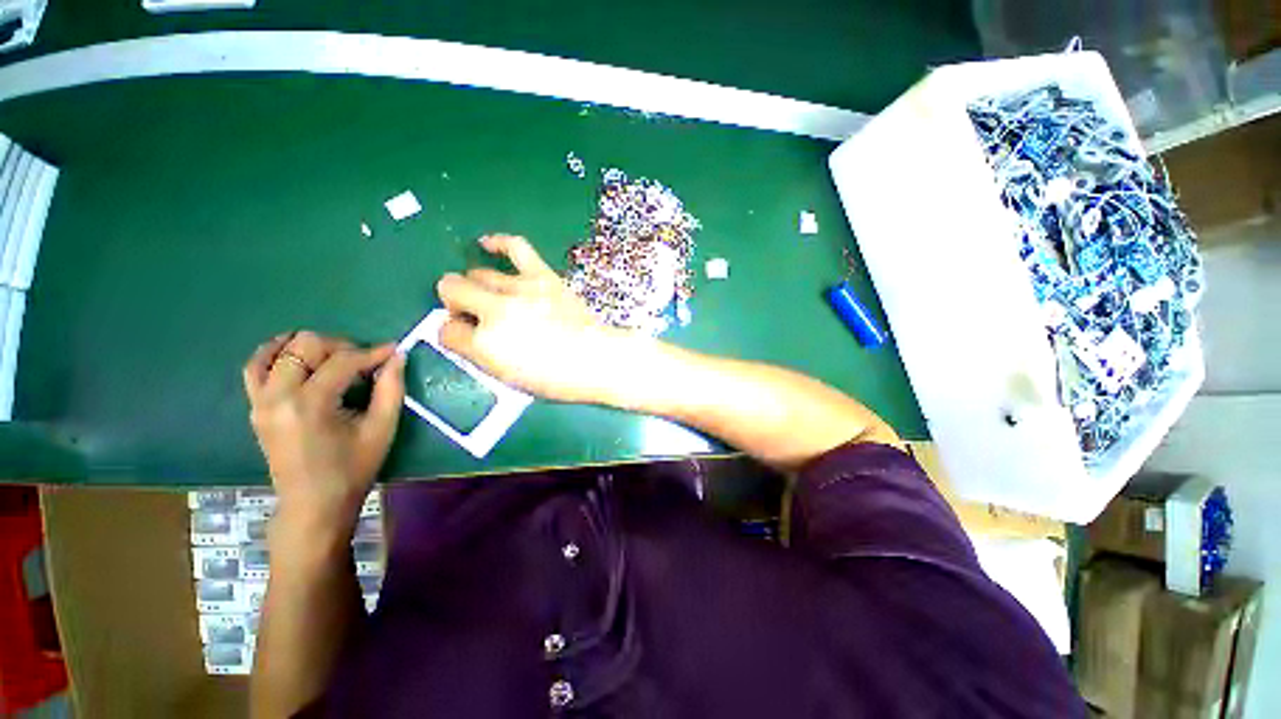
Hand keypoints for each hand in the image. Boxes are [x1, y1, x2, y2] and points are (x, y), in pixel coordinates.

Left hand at [242, 332, 405, 532]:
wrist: (313, 503)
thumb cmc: (353, 469)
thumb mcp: (381, 429)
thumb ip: (390, 389)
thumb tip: (396, 357)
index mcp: (310, 404)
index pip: (342, 361)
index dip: (372, 353)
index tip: (393, 351)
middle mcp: (278, 396)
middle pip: (306, 345)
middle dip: (341, 346)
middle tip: (364, 363)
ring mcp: (260, 401)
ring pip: (278, 350)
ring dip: (310, 347)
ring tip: (334, 359)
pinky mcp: (255, 407)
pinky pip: (256, 367)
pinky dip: (275, 354)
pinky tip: (295, 355)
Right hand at [436, 234, 628, 403]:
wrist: (595, 359)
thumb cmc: (555, 378)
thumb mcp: (508, 377)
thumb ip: (480, 353)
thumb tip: (466, 332)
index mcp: (484, 343)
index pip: (445, 331)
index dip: (453, 334)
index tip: (466, 337)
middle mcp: (495, 310)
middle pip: (451, 290)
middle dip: (455, 303)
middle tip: (474, 315)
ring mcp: (519, 289)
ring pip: (477, 273)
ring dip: (477, 285)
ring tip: (491, 296)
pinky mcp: (543, 276)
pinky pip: (515, 247)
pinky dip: (497, 242)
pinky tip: (486, 244)